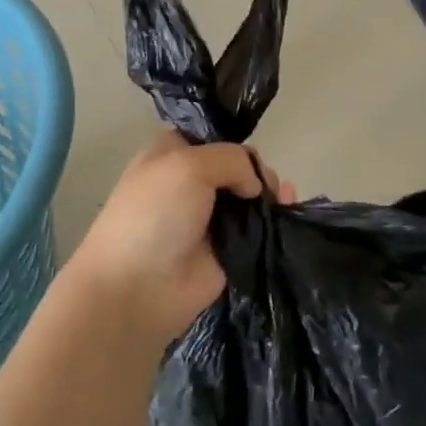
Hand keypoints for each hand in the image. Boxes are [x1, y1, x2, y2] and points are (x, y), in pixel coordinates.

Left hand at [64, 132, 294, 345]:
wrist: (136, 289)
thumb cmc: (153, 215)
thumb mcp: (188, 165)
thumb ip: (232, 160)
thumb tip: (256, 186)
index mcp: (172, 154)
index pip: (212, 137)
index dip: (234, 142)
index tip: (252, 155)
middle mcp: (191, 182)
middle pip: (237, 167)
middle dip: (258, 170)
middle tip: (268, 185)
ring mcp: (209, 218)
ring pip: (250, 198)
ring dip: (271, 195)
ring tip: (284, 200)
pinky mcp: (227, 251)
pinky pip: (258, 230)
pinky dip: (275, 221)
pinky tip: (289, 213)